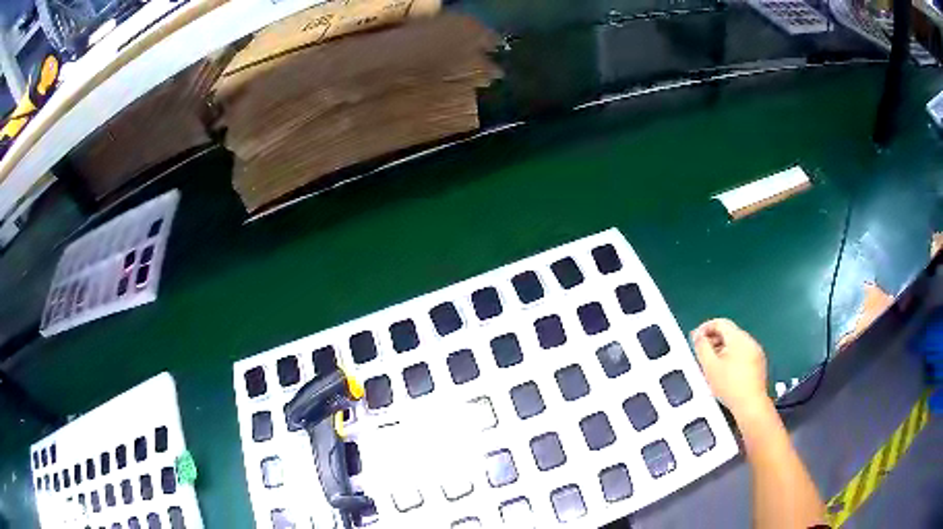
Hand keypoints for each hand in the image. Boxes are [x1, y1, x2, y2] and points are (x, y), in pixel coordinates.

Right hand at [690, 318, 769, 417]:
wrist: (750, 405)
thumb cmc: (731, 387)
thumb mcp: (710, 366)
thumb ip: (701, 347)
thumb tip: (698, 336)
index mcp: (739, 338)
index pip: (720, 323)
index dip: (705, 328)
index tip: (696, 339)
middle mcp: (750, 341)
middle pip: (728, 332)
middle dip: (713, 340)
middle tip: (701, 353)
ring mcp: (756, 352)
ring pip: (735, 344)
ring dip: (722, 350)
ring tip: (712, 365)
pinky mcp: (759, 363)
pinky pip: (743, 353)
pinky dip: (732, 358)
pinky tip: (725, 373)